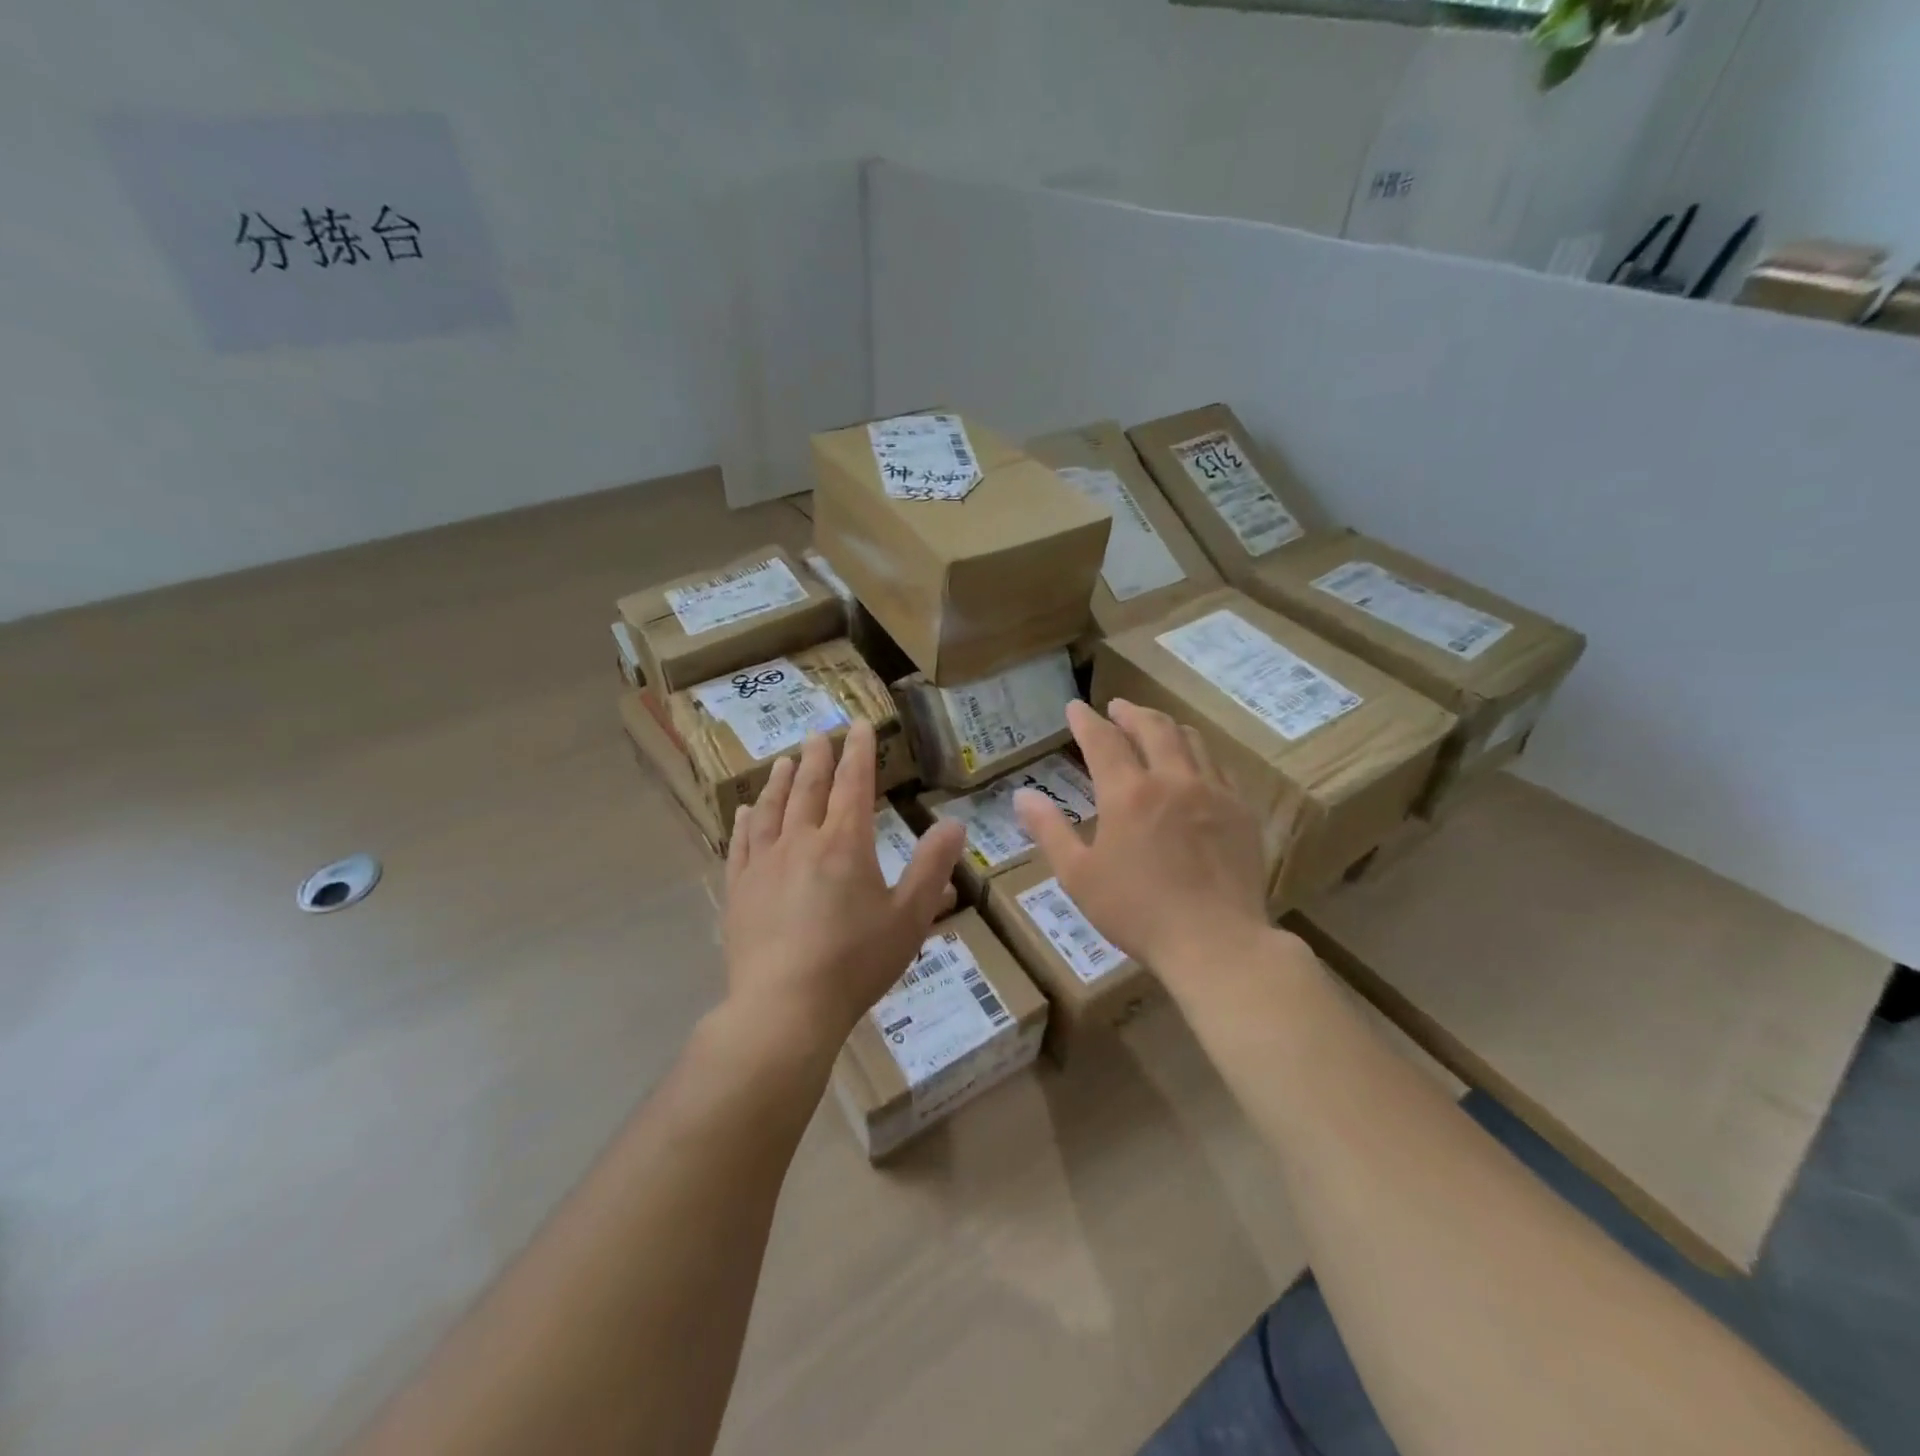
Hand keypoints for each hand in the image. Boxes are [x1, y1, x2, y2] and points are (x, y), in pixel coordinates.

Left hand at [722, 721, 965, 1056]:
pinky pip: (741, 843)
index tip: (858, 725)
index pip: (853, 784)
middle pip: (809, 789)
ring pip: (771, 809)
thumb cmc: (855, 962)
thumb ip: (932, 867)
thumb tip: (954, 823)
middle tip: (818, 733)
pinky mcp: (739, 889)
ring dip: (780, 781)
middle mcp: (801, 842)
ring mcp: (764, 864)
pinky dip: (745, 821)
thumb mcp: (909, 918)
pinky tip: (745, 811)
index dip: (858, 752)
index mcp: (845, 844)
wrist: (785, 1007)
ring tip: (783, 760)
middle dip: (817, 758)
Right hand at [1014, 699, 1272, 981]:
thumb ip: (1049, 830)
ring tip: (1155, 726)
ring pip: (1191, 740)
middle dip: (1130, 712)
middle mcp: (1171, 779)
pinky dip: (1199, 753)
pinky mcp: (1241, 811)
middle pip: (1152, 727)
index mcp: (1127, 793)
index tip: (1075, 707)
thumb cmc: (1137, 912)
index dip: (1085, 721)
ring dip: (1166, 726)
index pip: (1102, 740)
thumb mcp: (1078, 876)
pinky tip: (1196, 765)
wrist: (1216, 942)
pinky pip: (1219, 766)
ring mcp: (1212, 791)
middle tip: (1117, 707)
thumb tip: (1022, 796)